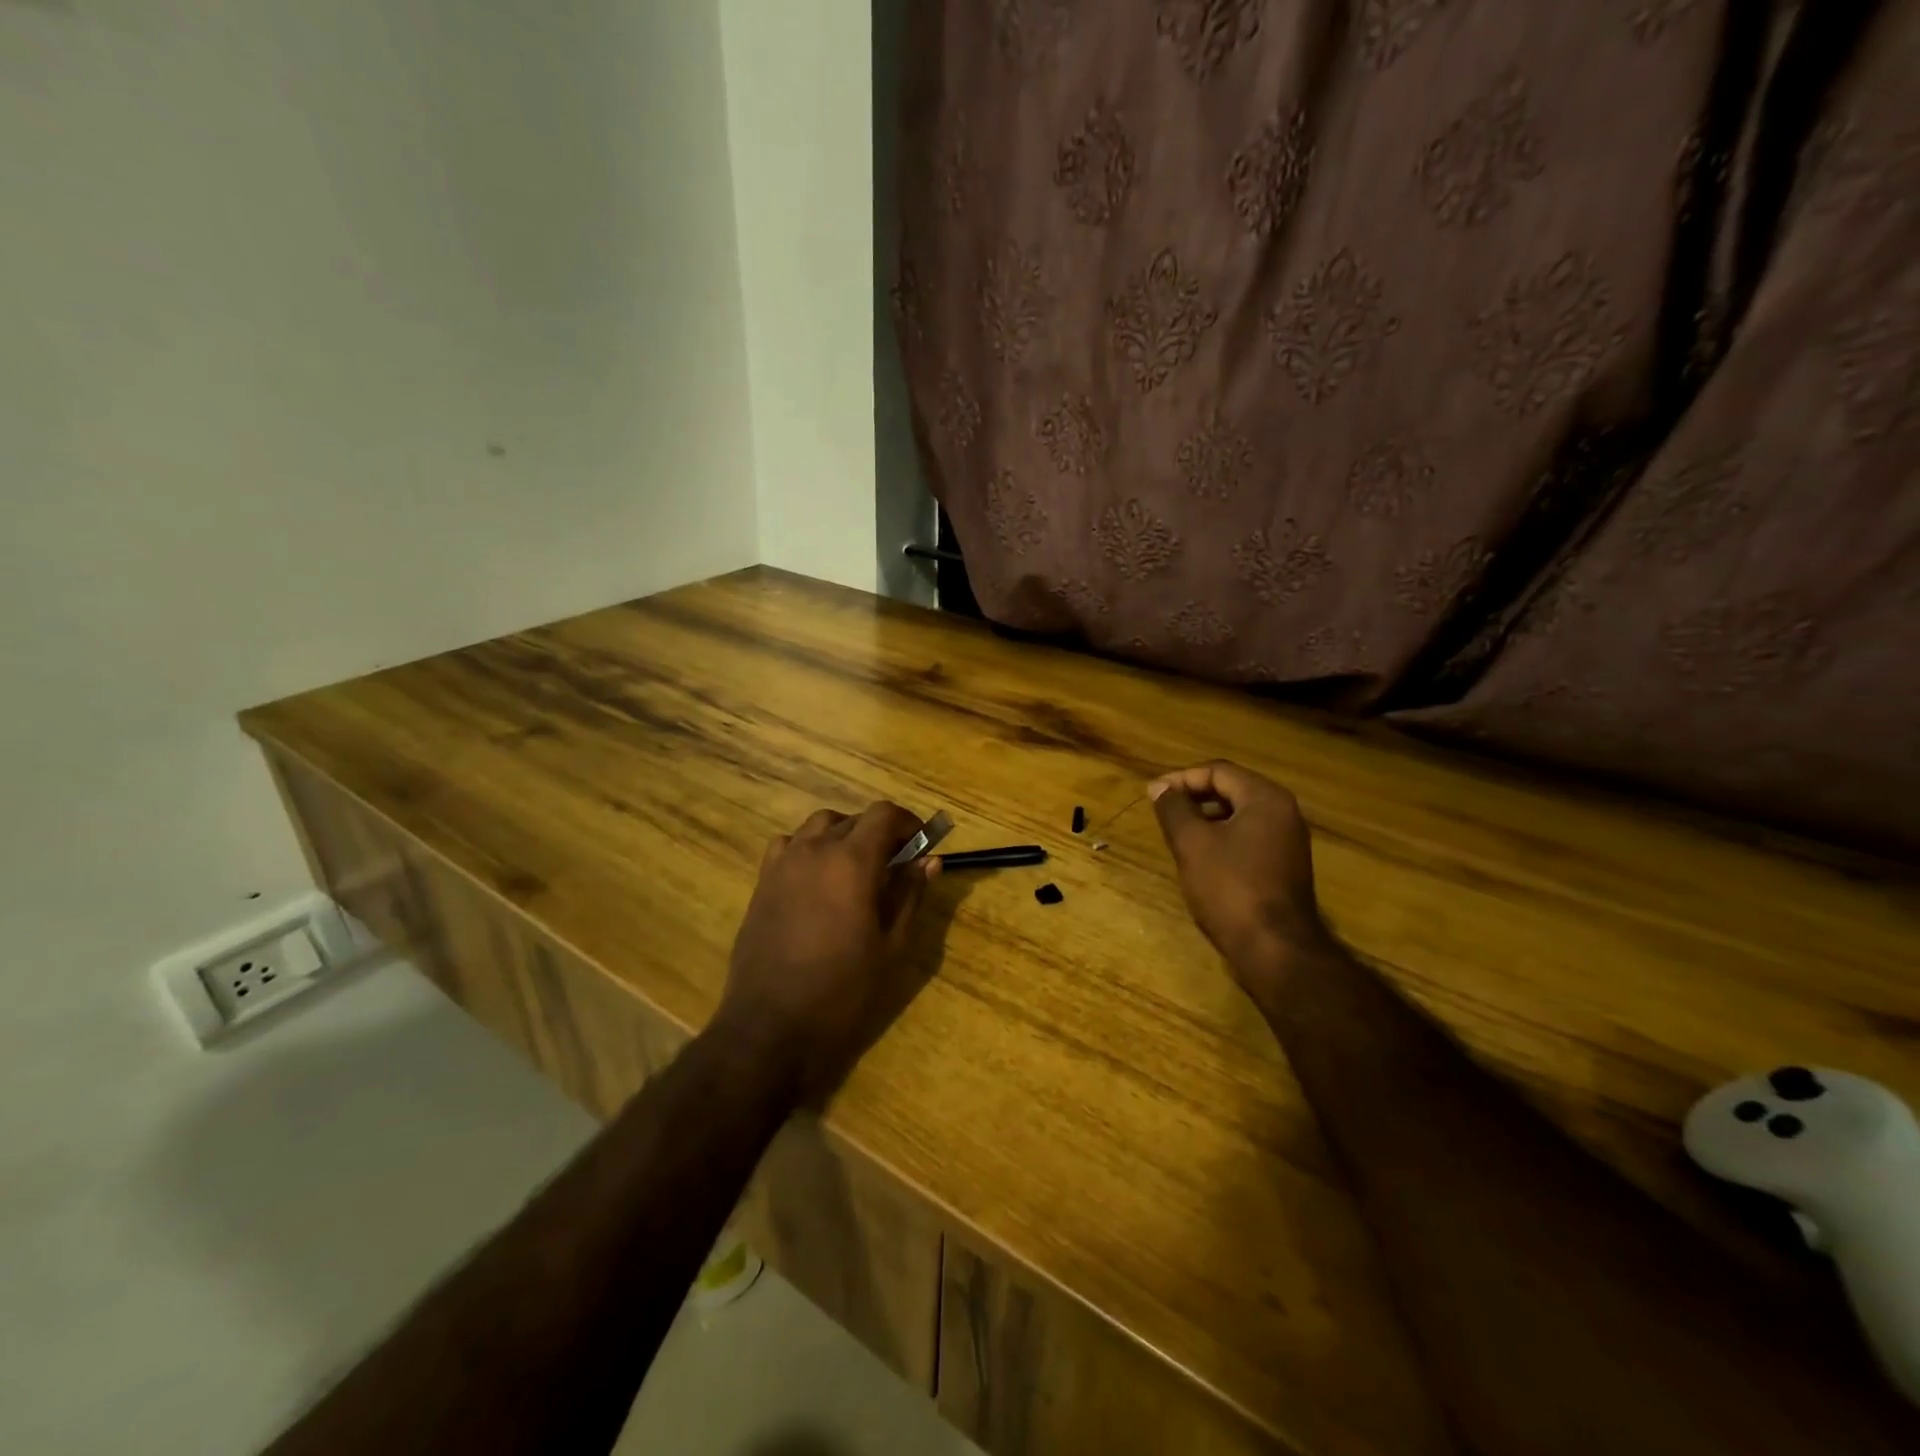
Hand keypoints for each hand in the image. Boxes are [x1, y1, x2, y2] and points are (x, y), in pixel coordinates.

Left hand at [713, 802, 939, 1104]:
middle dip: (880, 834)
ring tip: (856, 870)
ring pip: (818, 827)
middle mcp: (814, 850)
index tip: (920, 846)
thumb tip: (930, 861)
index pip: (883, 814)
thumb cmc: (842, 991)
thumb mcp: (891, 946)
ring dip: (844, 836)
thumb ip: (909, 895)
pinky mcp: (762, 884)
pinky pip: (788, 846)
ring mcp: (782, 865)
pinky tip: (817, 881)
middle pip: (853, 820)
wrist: (770, 1028)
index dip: (907, 823)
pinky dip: (809, 849)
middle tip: (896, 867)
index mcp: (851, 861)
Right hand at [1149, 760, 1335, 996]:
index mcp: (1266, 799)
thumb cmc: (1230, 888)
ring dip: (1206, 818)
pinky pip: (1248, 838)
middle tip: (1162, 811)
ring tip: (1176, 834)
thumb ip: (1174, 809)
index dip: (1181, 778)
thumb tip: (1160, 787)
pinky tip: (1201, 858)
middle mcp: (1284, 813)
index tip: (1152, 795)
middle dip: (1193, 796)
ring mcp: (1288, 841)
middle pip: (1232, 789)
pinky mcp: (1285, 866)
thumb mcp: (1192, 843)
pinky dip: (1222, 838)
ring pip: (1239, 815)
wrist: (1275, 949)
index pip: (1218, 771)